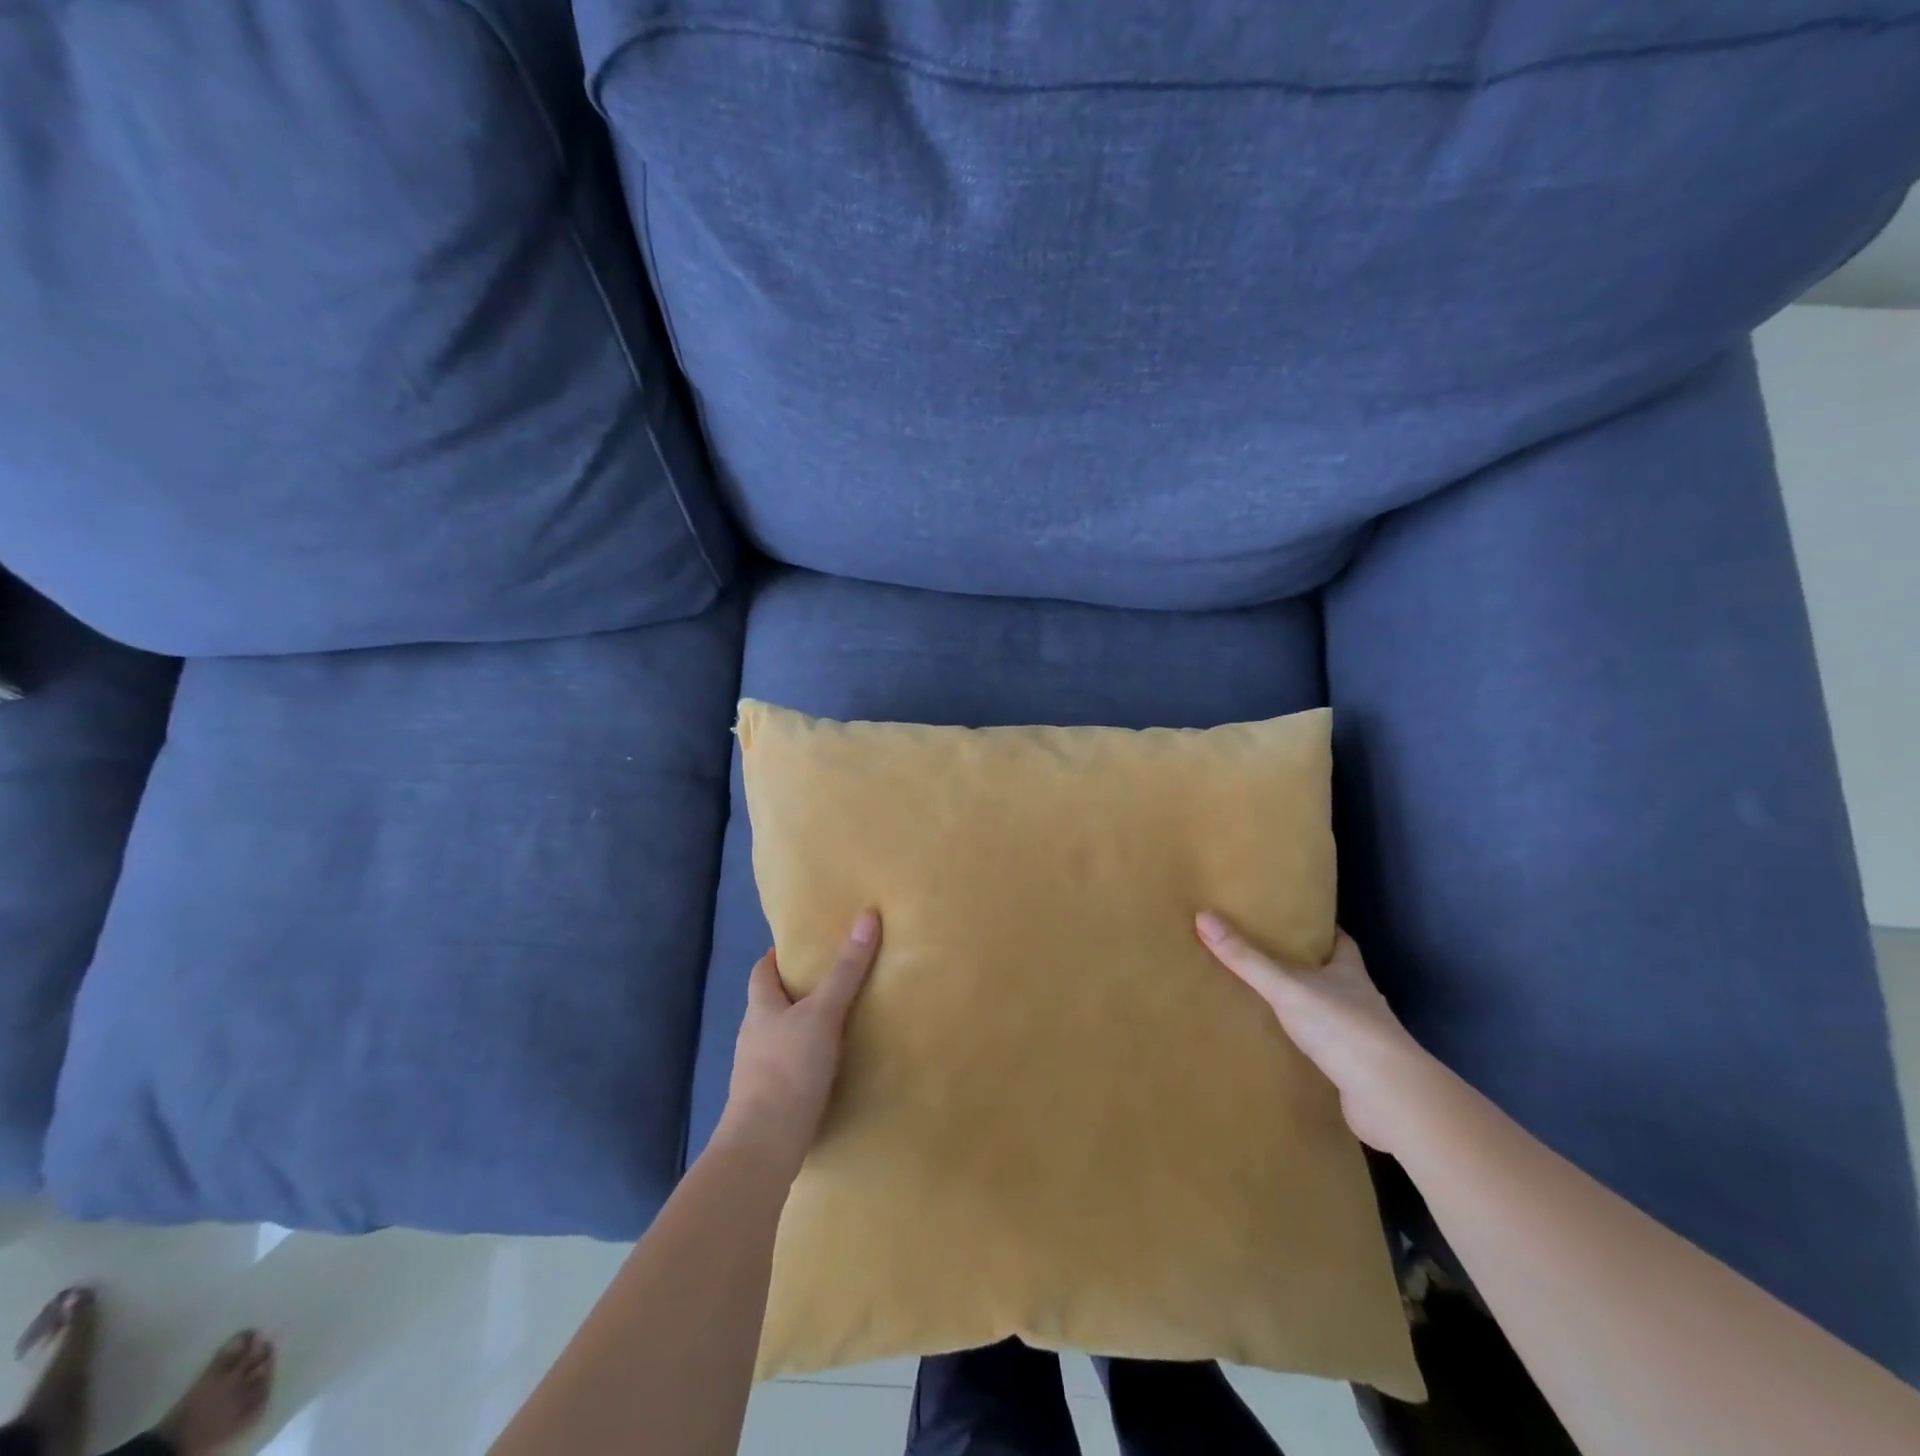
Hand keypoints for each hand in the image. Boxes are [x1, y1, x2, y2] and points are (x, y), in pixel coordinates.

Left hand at [717, 910, 880, 1174]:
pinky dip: (809, 1058)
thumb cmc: (788, 1070)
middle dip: (798, 989)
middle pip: (773, 1003)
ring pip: (784, 1036)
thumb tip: (867, 916)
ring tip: (841, 1017)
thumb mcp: (823, 1014)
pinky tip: (833, 1064)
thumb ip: (846, 971)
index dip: (778, 956)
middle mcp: (755, 1035)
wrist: (764, 1147)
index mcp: (760, 1008)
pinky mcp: (773, 1099)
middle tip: (835, 976)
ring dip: (806, 1026)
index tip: (803, 945)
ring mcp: (760, 1070)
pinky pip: (793, 1066)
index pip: (762, 971)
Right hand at [1197, 912, 1444, 1154]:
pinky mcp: (1357, 1071)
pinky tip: (1286, 1047)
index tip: (1297, 922)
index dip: (1322, 930)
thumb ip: (1246, 958)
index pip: (1340, 942)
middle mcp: (1361, 1000)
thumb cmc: (1342, 1027)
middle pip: (1335, 976)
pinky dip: (1310, 1046)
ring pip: (1331, 1014)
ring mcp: (1362, 1038)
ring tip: (1270, 1001)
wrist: (1389, 1097)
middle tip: (1271, 958)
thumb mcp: (1286, 987)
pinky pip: (1327, 1050)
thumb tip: (1203, 916)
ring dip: (1309, 1009)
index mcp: (1350, 972)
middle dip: (1309, 969)